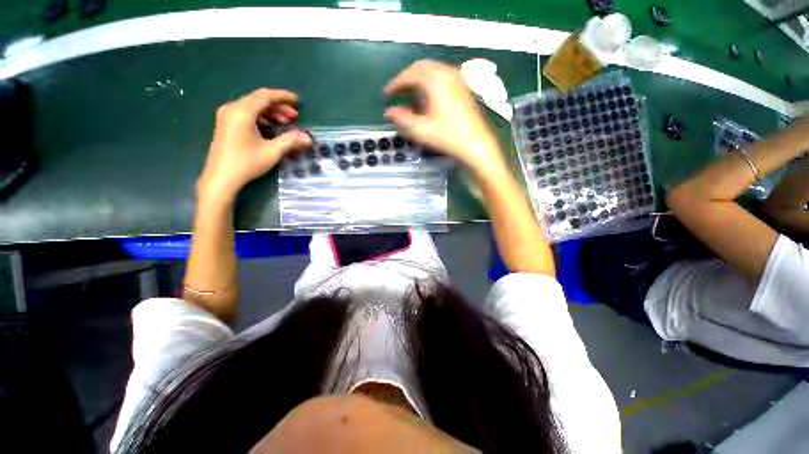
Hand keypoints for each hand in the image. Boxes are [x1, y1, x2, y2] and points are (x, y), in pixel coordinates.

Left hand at [197, 88, 311, 204]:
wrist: (221, 177)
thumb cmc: (247, 162)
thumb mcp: (272, 151)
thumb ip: (291, 141)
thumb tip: (308, 137)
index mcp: (242, 111)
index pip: (265, 96)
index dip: (283, 97)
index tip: (297, 101)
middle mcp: (232, 108)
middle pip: (258, 100)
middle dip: (278, 106)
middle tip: (295, 117)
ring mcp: (227, 116)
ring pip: (252, 107)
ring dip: (270, 113)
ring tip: (285, 123)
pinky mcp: (226, 125)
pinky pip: (246, 114)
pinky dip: (260, 117)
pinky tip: (270, 128)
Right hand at [384, 60, 503, 177]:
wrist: (476, 145)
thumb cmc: (447, 136)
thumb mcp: (421, 130)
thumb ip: (402, 119)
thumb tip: (389, 112)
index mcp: (434, 80)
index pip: (410, 74)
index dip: (396, 83)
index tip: (387, 94)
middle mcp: (447, 73)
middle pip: (421, 67)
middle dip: (407, 78)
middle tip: (397, 92)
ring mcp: (457, 80)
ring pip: (433, 72)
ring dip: (419, 81)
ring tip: (411, 96)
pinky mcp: (463, 89)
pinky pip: (442, 78)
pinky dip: (430, 84)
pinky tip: (428, 99)